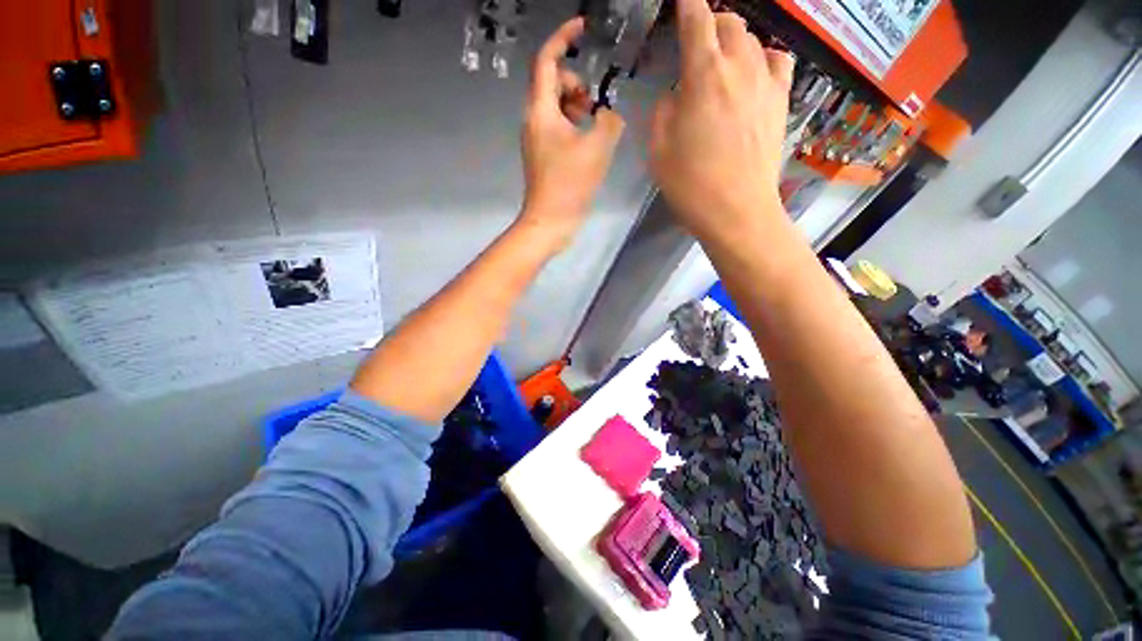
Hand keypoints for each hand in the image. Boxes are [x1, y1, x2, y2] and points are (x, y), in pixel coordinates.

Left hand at [520, 17, 625, 250]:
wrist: (550, 221)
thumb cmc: (569, 184)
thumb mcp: (597, 148)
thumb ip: (609, 122)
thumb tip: (610, 115)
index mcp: (540, 111)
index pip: (546, 61)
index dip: (562, 37)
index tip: (582, 28)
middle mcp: (534, 120)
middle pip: (552, 83)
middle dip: (576, 84)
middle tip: (594, 105)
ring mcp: (538, 140)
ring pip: (557, 108)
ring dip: (578, 107)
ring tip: (595, 126)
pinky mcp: (544, 156)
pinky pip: (559, 128)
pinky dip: (575, 126)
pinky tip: (589, 144)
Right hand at [649, 0, 794, 242]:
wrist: (736, 211)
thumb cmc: (691, 184)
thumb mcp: (658, 150)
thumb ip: (664, 111)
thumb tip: (676, 96)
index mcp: (704, 75)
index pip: (696, 19)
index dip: (687, 5)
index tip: (682, 4)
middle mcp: (739, 67)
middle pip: (729, 23)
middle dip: (711, 24)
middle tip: (697, 43)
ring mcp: (766, 84)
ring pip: (753, 40)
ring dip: (735, 41)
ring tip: (722, 60)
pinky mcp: (781, 103)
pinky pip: (778, 62)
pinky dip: (764, 59)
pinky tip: (754, 73)